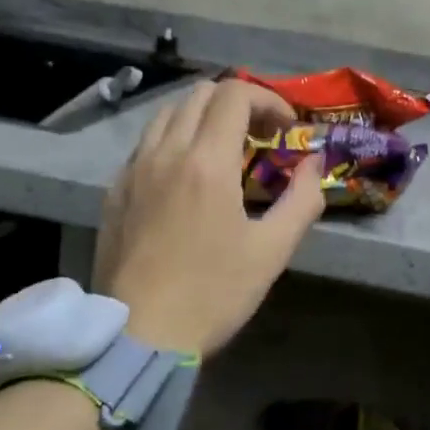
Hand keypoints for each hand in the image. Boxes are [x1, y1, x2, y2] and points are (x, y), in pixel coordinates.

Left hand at [93, 79, 324, 354]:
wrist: (139, 335)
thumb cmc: (213, 293)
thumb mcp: (272, 250)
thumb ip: (302, 198)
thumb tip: (314, 163)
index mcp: (206, 162)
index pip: (235, 94)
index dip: (268, 99)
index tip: (286, 127)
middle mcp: (166, 152)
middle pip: (200, 94)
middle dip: (238, 103)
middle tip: (260, 135)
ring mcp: (133, 169)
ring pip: (168, 113)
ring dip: (203, 116)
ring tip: (224, 149)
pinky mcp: (115, 190)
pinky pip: (146, 143)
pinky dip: (174, 139)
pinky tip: (186, 175)